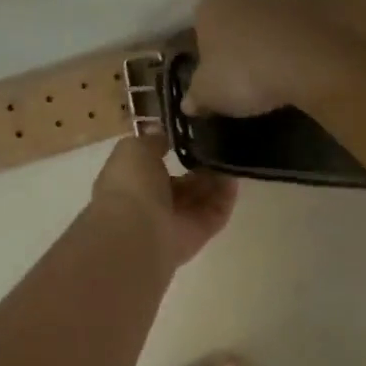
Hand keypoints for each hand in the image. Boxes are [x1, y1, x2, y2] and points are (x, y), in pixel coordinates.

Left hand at [91, 136, 237, 270]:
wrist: (138, 231)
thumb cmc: (131, 185)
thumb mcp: (135, 149)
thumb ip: (153, 140)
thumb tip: (166, 135)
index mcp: (132, 181)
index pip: (156, 164)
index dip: (174, 148)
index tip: (194, 131)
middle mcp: (153, 202)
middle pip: (183, 182)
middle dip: (200, 164)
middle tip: (219, 143)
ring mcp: (177, 220)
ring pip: (202, 196)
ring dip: (216, 177)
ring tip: (232, 154)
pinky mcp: (198, 234)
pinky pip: (216, 213)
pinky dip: (226, 196)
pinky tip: (235, 175)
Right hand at [179, 0, 350, 117]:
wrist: (308, 61)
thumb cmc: (244, 73)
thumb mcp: (209, 94)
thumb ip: (195, 97)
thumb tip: (188, 104)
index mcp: (209, 5)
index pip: (199, 26)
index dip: (206, 53)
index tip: (216, 76)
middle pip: (233, 18)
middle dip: (236, 42)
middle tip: (242, 75)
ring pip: (265, 21)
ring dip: (266, 41)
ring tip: (272, 73)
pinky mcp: (311, 5)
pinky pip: (293, 28)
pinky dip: (292, 43)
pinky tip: (295, 67)